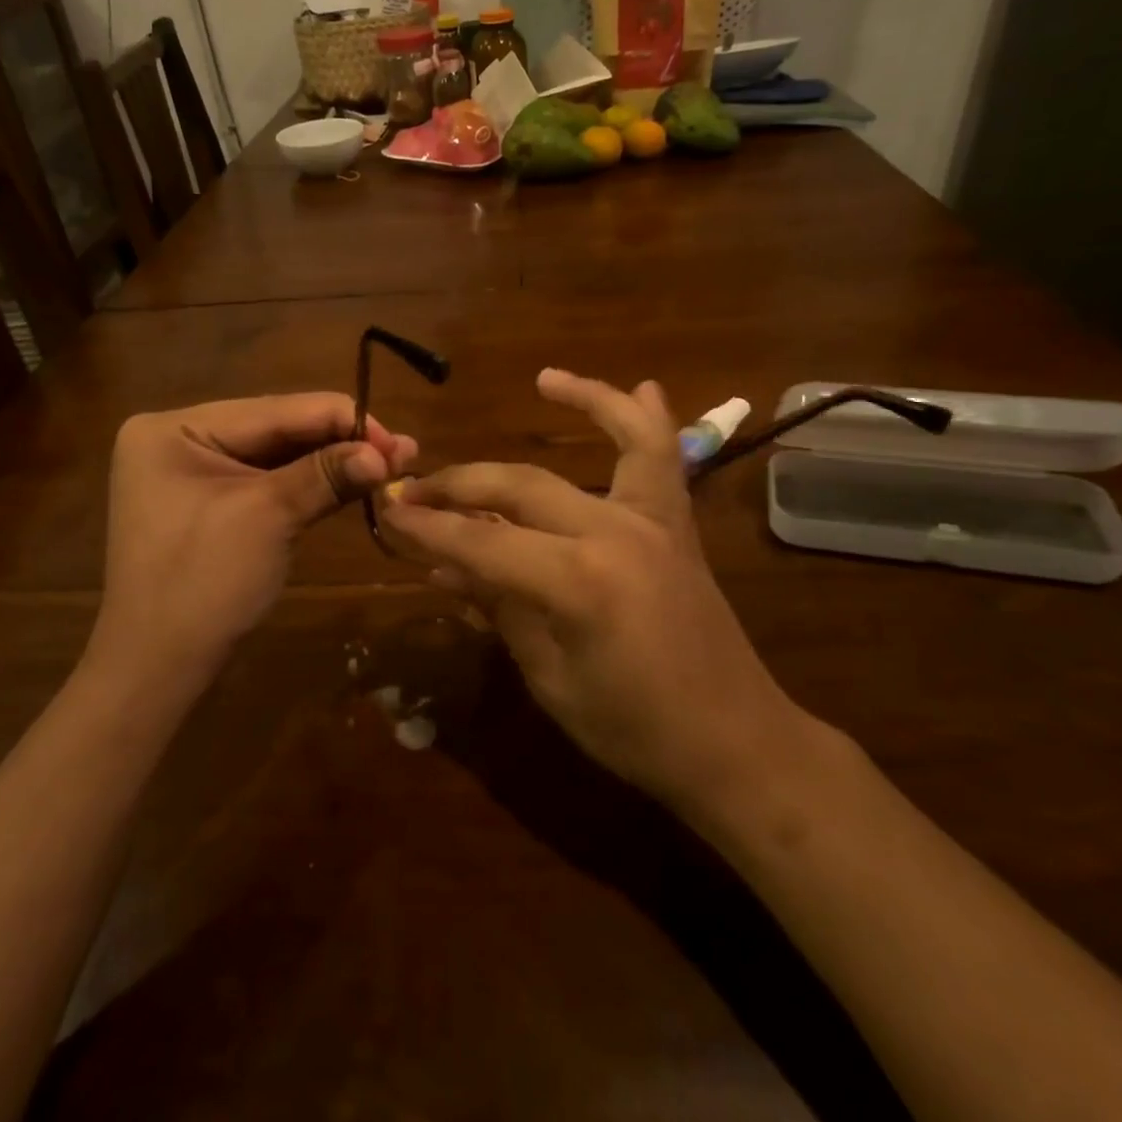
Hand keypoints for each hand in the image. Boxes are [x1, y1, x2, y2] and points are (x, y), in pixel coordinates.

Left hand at [99, 394, 416, 691]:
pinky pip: (269, 482)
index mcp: (174, 428)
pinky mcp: (213, 502)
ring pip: (278, 456)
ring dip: (333, 461)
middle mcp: (181, 438)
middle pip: (277, 429)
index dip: (341, 419)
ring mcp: (195, 472)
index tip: (396, 438)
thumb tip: (388, 453)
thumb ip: (326, 475)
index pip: (273, 409)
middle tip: (403, 452)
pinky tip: (355, 479)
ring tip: (393, 462)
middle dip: (341, 441)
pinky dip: (312, 483)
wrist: (157, 670)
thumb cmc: (202, 584)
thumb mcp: (267, 518)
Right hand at [380, 369, 801, 814]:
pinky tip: (642, 386)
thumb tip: (443, 565)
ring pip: (619, 438)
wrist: (734, 743)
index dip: (429, 528)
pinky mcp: (678, 525)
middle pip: (522, 486)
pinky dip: (651, 421)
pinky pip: (666, 459)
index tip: (388, 512)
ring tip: (544, 379)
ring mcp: (655, 520)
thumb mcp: (551, 678)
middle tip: (415, 486)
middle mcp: (616, 532)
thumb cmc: (634, 730)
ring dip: (583, 400)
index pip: (482, 543)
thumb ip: (499, 607)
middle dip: (460, 483)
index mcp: (578, 583)